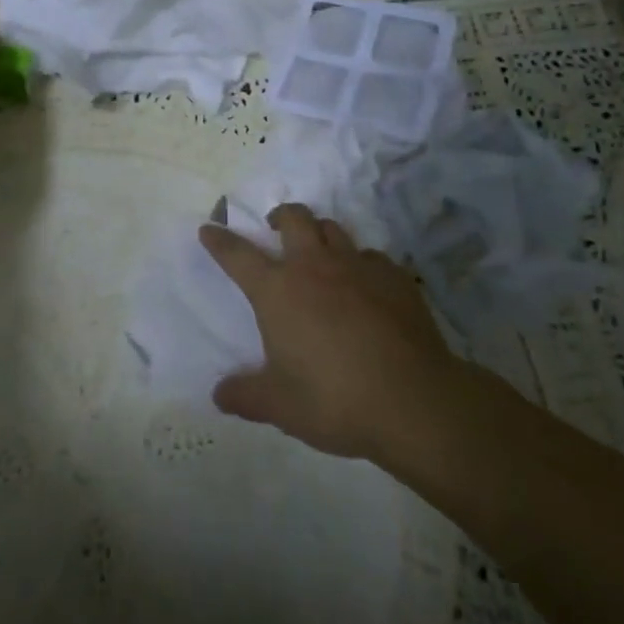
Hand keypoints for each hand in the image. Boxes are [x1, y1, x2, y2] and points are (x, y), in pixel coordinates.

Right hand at [199, 206, 462, 463]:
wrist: (414, 400)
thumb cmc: (334, 399)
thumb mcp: (280, 406)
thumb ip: (246, 396)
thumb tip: (219, 395)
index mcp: (277, 291)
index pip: (238, 255)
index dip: (220, 240)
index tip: (209, 228)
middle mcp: (314, 267)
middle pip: (293, 218)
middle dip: (279, 216)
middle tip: (274, 227)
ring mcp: (358, 267)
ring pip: (333, 229)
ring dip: (320, 234)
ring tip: (319, 253)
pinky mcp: (395, 278)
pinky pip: (372, 257)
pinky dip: (361, 264)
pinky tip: (366, 286)